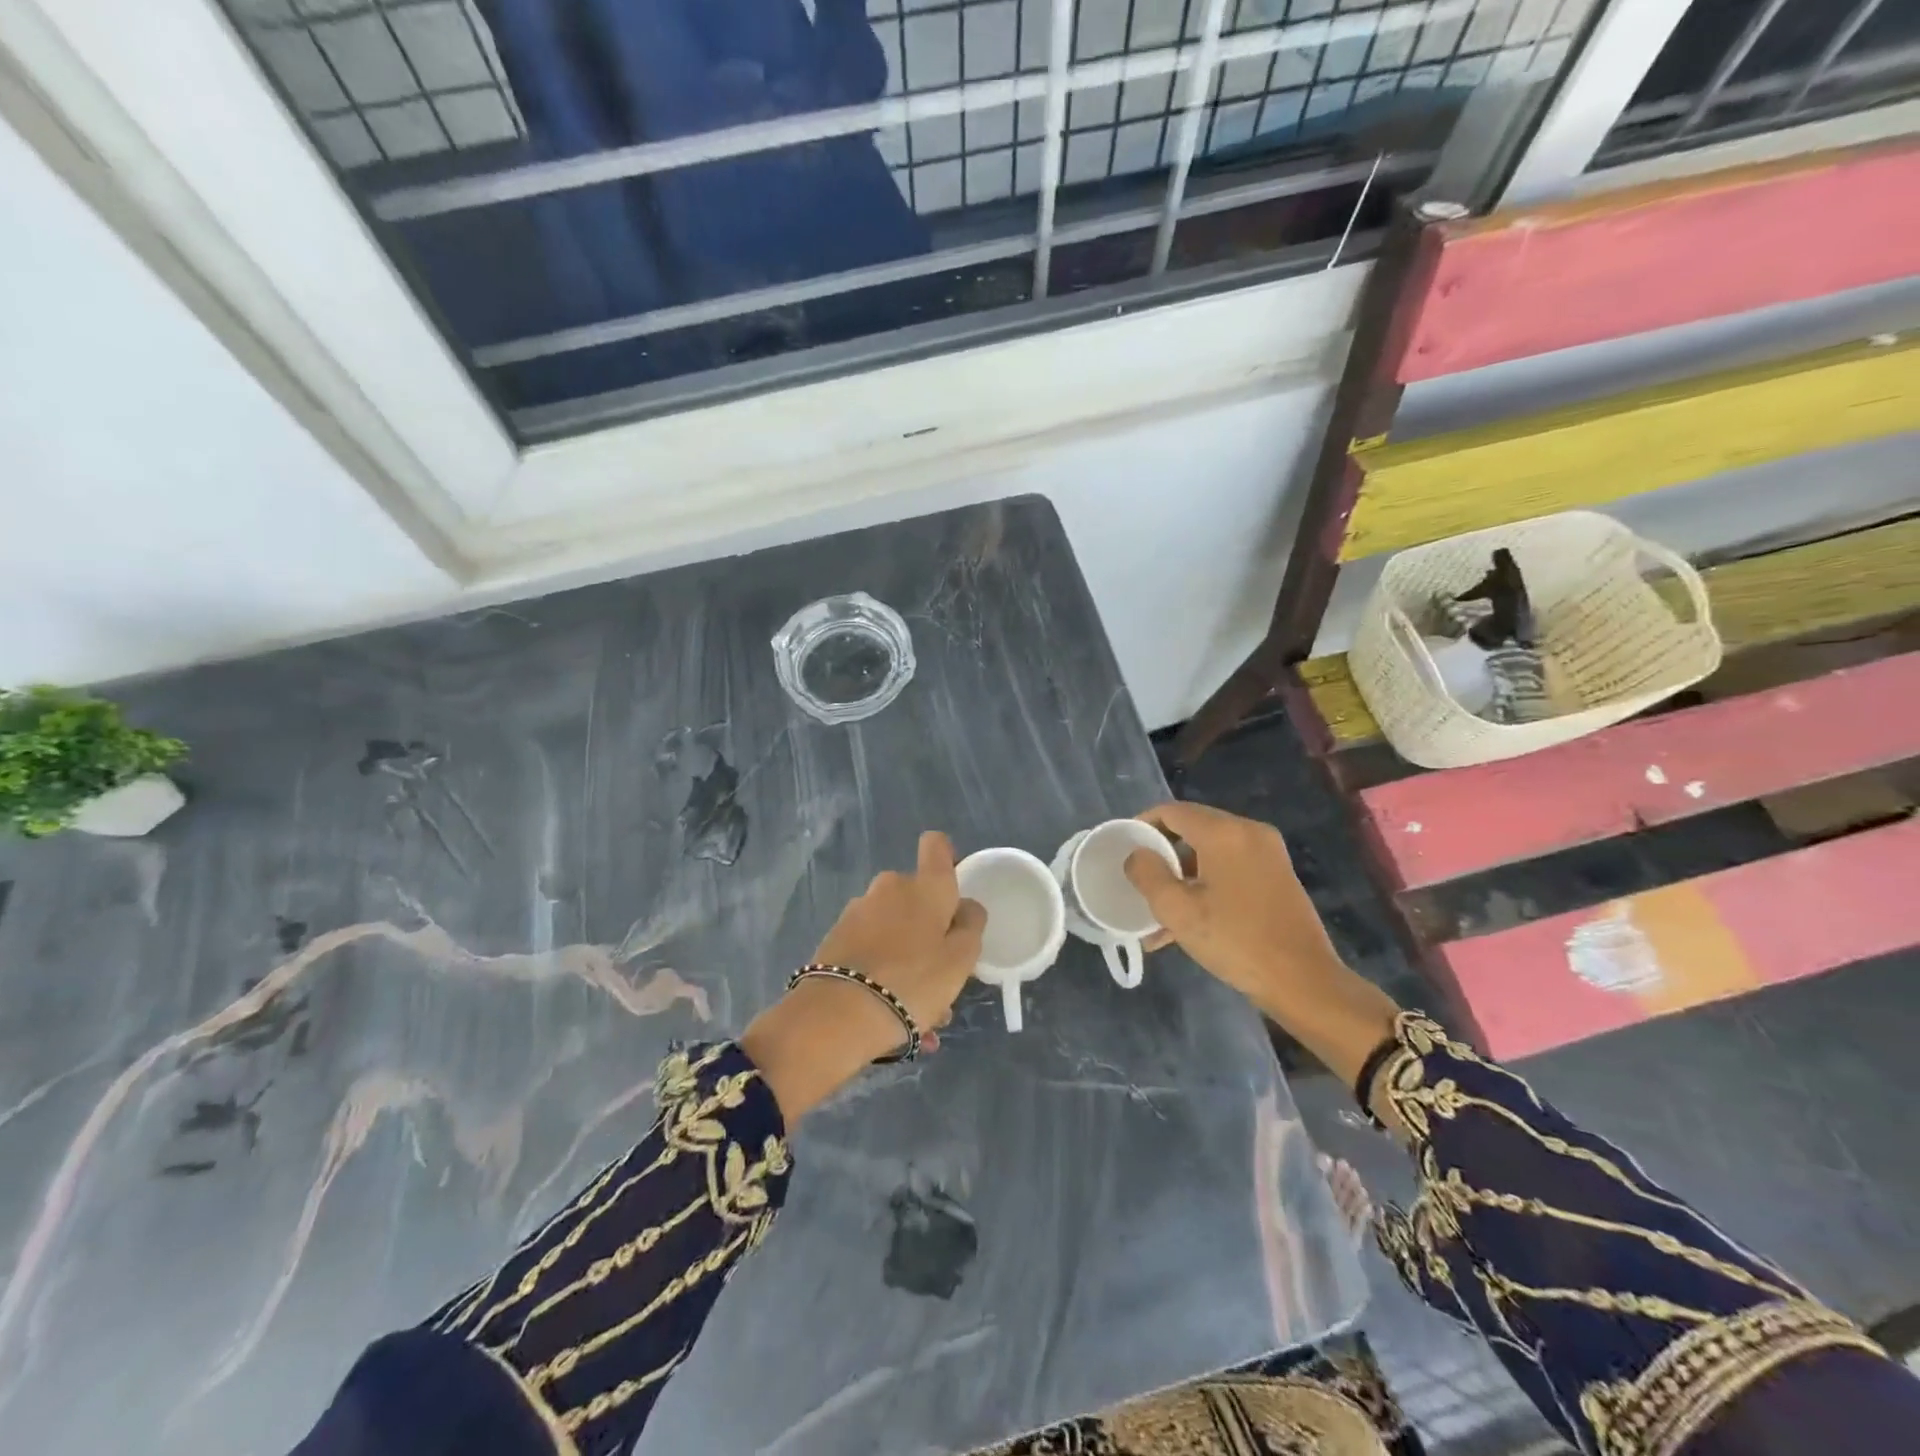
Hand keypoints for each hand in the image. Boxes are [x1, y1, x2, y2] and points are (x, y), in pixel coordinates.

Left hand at [742, 832, 985, 1120]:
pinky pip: (871, 948)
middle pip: (916, 897)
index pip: (937, 845)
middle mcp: (890, 887)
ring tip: (917, 1009)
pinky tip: (890, 1013)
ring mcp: (858, 911)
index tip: (952, 891)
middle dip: (929, 928)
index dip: (946, 858)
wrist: (838, 1014)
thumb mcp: (961, 959)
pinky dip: (882, 970)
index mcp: (925, 886)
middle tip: (940, 974)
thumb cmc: (913, 981)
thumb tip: (965, 906)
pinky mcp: (836, 937)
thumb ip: (970, 926)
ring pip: (894, 928)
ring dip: (907, 957)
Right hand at [1122, 802, 1400, 1086]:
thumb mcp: (1178, 911)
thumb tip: (1137, 855)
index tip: (1124, 847)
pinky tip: (1187, 921)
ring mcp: (1268, 853)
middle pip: (1192, 828)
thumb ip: (1148, 875)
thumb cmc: (1235, 941)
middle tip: (1139, 877)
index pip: (1172, 811)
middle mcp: (1249, 832)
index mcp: (1224, 833)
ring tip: (1157, 910)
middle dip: (1162, 852)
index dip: (1143, 824)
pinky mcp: (1277, 875)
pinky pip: (1230, 867)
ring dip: (1182, 874)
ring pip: (1210, 851)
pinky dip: (1206, 883)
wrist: (1304, 981)